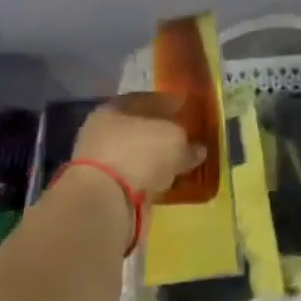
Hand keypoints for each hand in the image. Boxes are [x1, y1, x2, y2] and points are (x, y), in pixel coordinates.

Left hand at [73, 94, 205, 198]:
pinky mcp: (107, 187)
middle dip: (163, 133)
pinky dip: (151, 179)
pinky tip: (168, 182)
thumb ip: (188, 142)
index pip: (148, 100)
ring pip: (138, 154)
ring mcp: (103, 160)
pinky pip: (137, 178)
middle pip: (141, 128)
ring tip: (181, 164)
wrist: (107, 199)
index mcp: (115, 108)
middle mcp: (104, 130)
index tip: (188, 111)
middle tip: (187, 139)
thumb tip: (197, 150)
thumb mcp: (175, 139)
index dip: (170, 104)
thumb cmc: (140, 153)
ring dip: (157, 159)